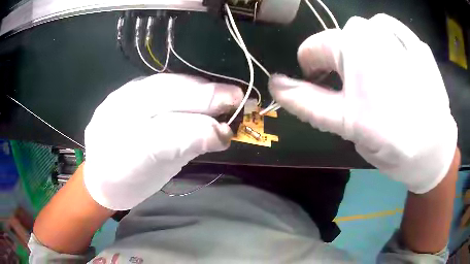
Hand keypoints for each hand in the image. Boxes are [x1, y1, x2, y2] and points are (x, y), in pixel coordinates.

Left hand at [84, 74, 242, 209]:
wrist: (101, 174)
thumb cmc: (127, 181)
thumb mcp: (154, 173)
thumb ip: (183, 147)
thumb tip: (221, 133)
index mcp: (121, 141)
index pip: (166, 130)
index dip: (200, 127)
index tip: (230, 129)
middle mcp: (118, 110)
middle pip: (164, 96)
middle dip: (203, 95)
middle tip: (236, 96)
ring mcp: (120, 96)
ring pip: (162, 85)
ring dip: (195, 87)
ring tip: (221, 92)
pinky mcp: (125, 92)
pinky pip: (157, 84)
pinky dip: (182, 86)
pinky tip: (197, 90)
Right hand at [269, 14, 456, 192]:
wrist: (436, 152)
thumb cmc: (393, 143)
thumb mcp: (346, 125)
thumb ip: (308, 102)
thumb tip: (276, 84)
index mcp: (352, 48)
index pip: (312, 47)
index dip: (312, 68)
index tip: (323, 87)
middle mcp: (374, 30)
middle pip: (340, 38)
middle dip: (341, 61)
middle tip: (356, 91)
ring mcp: (400, 34)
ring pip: (366, 31)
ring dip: (365, 50)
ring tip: (379, 78)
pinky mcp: (419, 44)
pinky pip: (394, 31)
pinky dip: (389, 42)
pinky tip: (398, 63)